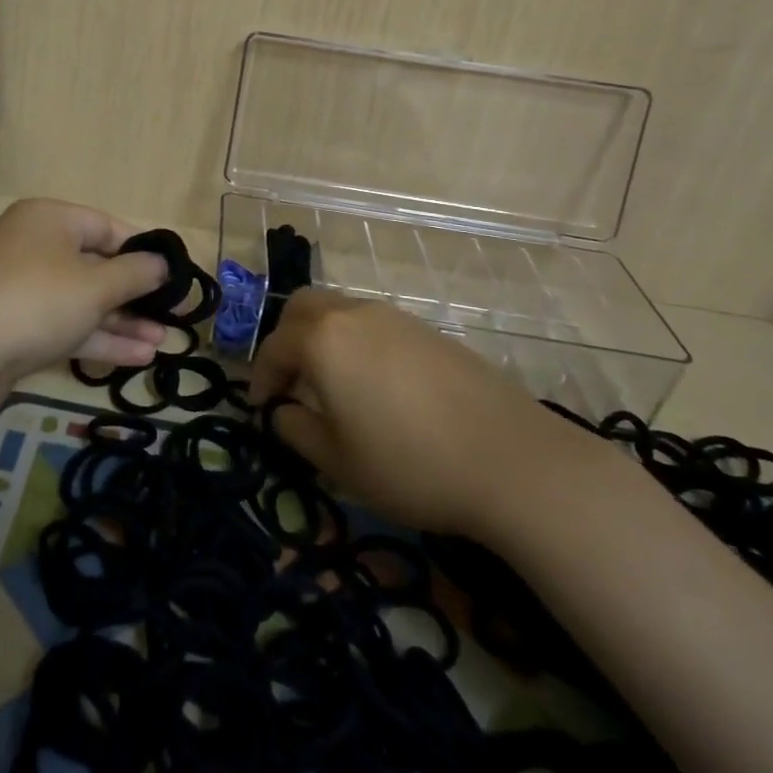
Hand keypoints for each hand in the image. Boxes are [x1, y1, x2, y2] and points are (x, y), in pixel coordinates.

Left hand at [0, 198, 170, 396]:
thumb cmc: (37, 301)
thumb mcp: (96, 285)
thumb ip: (135, 274)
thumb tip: (162, 264)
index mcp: (50, 219)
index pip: (107, 227)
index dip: (142, 251)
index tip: (172, 275)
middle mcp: (34, 246)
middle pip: (95, 265)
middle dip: (134, 295)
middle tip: (169, 316)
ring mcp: (21, 288)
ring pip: (82, 300)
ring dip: (121, 321)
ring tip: (161, 343)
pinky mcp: (15, 326)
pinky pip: (64, 324)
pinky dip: (97, 337)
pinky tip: (137, 358)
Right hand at [249, 290, 613, 544]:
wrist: (510, 460)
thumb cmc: (410, 464)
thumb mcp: (338, 462)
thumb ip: (298, 431)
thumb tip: (285, 412)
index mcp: (323, 340)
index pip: (275, 347)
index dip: (262, 378)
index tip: (262, 408)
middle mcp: (354, 315)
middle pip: (303, 308)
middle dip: (287, 339)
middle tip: (291, 380)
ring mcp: (395, 318)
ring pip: (341, 311)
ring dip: (323, 338)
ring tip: (333, 385)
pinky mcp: (428, 331)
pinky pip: (375, 325)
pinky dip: (357, 343)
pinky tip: (377, 386)